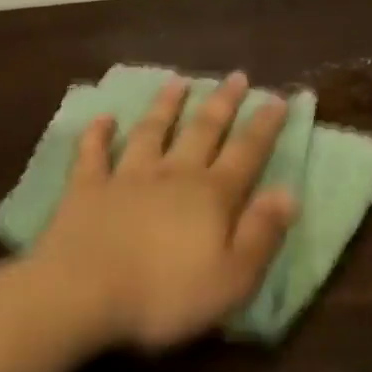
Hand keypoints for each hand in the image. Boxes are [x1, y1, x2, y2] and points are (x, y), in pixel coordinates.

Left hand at [28, 73, 296, 350]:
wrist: (83, 293)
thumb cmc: (165, 295)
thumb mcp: (232, 278)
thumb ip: (261, 233)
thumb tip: (288, 192)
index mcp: (211, 196)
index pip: (246, 153)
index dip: (264, 126)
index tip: (277, 98)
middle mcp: (172, 174)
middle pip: (202, 130)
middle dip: (222, 103)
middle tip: (236, 76)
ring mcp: (126, 176)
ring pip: (151, 131)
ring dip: (166, 105)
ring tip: (178, 81)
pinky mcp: (87, 187)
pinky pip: (93, 153)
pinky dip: (98, 134)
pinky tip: (103, 118)